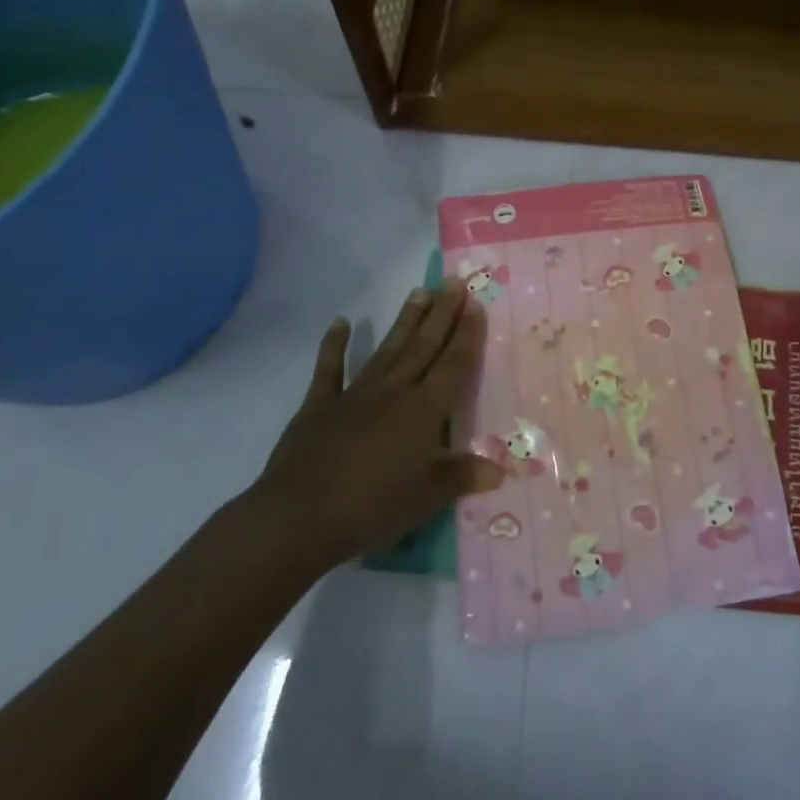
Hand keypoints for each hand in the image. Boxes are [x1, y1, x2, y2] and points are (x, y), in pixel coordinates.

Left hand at [245, 281, 502, 576]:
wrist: (298, 518)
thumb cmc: (372, 508)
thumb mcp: (427, 498)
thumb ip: (462, 476)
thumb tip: (500, 469)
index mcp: (424, 411)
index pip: (453, 365)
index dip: (466, 335)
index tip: (475, 304)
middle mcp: (394, 392)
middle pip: (424, 347)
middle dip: (441, 314)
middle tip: (453, 282)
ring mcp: (355, 395)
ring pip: (387, 349)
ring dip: (405, 321)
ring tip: (418, 291)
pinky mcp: (319, 406)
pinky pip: (329, 369)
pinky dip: (334, 345)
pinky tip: (340, 322)